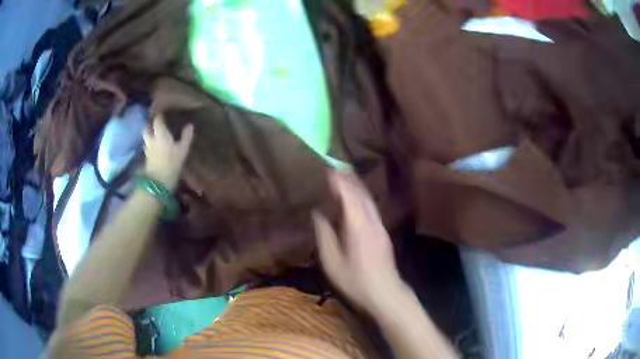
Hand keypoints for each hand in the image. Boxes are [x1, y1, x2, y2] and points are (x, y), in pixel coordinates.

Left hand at [143, 115, 193, 190]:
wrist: (159, 183)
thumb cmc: (172, 164)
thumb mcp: (182, 150)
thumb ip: (186, 137)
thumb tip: (190, 125)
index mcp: (160, 134)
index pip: (157, 120)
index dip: (159, 115)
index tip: (163, 112)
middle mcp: (151, 139)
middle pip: (146, 127)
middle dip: (149, 123)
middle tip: (155, 121)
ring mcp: (147, 149)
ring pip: (145, 137)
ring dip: (148, 133)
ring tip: (154, 132)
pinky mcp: (146, 158)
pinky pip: (147, 145)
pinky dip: (150, 143)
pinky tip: (154, 145)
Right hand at [313, 170, 402, 313]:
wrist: (385, 293)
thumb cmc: (355, 280)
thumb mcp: (332, 262)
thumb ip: (324, 235)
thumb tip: (318, 214)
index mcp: (357, 226)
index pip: (348, 196)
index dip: (339, 182)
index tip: (329, 170)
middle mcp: (371, 221)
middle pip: (361, 194)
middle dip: (349, 180)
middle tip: (337, 169)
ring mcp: (380, 227)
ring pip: (369, 201)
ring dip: (357, 187)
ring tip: (346, 179)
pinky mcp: (383, 234)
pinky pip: (372, 209)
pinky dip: (362, 199)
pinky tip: (357, 201)